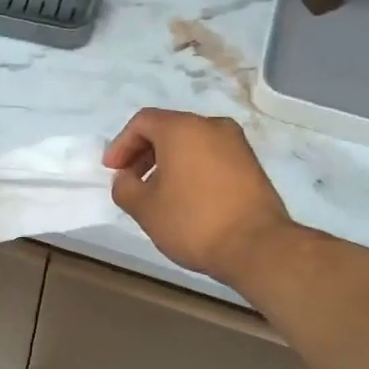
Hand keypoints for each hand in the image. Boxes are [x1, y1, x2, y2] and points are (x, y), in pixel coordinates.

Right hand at [104, 109, 295, 283]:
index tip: (112, 171)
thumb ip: (124, 186)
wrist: (257, 246)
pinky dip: (190, 167)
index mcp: (182, 128)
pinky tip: (184, 196)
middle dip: (143, 152)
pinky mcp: (250, 163)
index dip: (121, 145)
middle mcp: (211, 126)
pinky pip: (210, 155)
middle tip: (130, 180)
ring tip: (156, 191)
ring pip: (191, 142)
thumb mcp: (143, 207)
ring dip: (167, 161)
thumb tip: (126, 178)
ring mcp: (236, 143)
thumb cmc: (192, 221)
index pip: (142, 122)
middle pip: (168, 129)